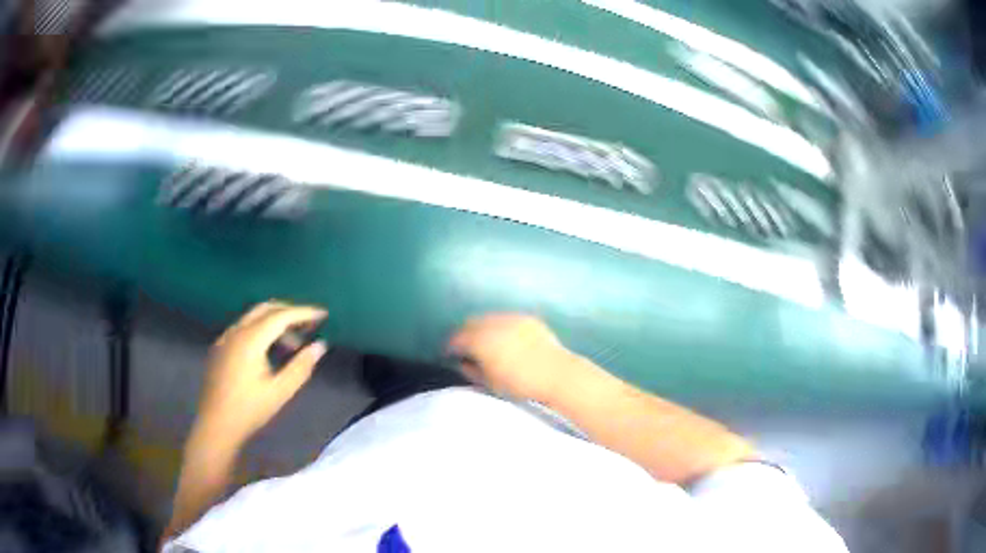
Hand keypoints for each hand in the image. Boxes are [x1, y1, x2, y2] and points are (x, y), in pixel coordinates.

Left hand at [195, 301, 327, 447]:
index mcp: (250, 339)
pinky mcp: (220, 347)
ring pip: (253, 317)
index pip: (281, 315)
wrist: (215, 425)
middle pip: (266, 308)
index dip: (303, 313)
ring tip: (294, 344)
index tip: (323, 315)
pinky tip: (269, 351)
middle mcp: (236, 331)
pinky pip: (243, 328)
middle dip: (289, 312)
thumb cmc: (249, 410)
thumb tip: (320, 346)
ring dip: (275, 322)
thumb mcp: (280, 392)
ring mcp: (225, 338)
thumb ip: (301, 367)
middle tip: (310, 324)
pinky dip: (261, 330)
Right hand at [448, 314, 575, 401]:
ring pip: (488, 318)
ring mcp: (511, 318)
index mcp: (480, 341)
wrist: (556, 375)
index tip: (447, 355)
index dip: (449, 347)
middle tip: (463, 347)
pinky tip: (503, 338)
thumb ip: (470, 370)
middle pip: (470, 323)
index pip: (456, 339)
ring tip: (483, 341)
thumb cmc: (519, 384)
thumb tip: (461, 362)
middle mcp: (493, 324)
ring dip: (481, 328)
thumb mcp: (489, 382)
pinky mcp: (527, 318)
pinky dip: (499, 326)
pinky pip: (506, 318)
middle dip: (464, 334)